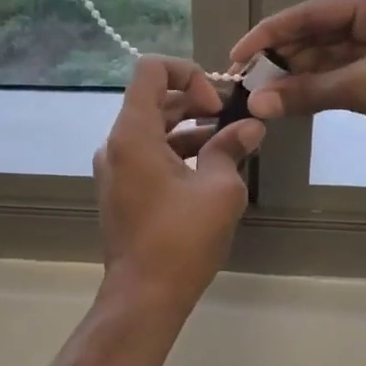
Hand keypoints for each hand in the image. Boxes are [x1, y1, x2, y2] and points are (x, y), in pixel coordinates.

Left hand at [94, 57, 264, 308]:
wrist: (143, 295)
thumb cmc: (181, 239)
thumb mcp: (219, 190)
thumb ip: (231, 148)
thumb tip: (251, 127)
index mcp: (133, 134)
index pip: (150, 70)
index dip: (188, 74)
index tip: (214, 106)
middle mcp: (115, 144)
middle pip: (152, 99)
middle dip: (194, 101)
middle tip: (230, 120)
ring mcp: (114, 168)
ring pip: (151, 128)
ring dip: (188, 128)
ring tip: (228, 144)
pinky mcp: (120, 190)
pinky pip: (146, 154)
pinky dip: (175, 151)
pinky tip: (208, 169)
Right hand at [229, 0, 365, 172]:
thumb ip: (308, 92)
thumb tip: (256, 103)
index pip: (315, 11)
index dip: (271, 32)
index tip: (237, 54)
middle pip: (320, 32)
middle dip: (284, 56)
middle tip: (246, 79)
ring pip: (330, 56)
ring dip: (299, 75)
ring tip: (262, 93)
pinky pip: (343, 74)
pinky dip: (318, 86)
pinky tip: (291, 98)